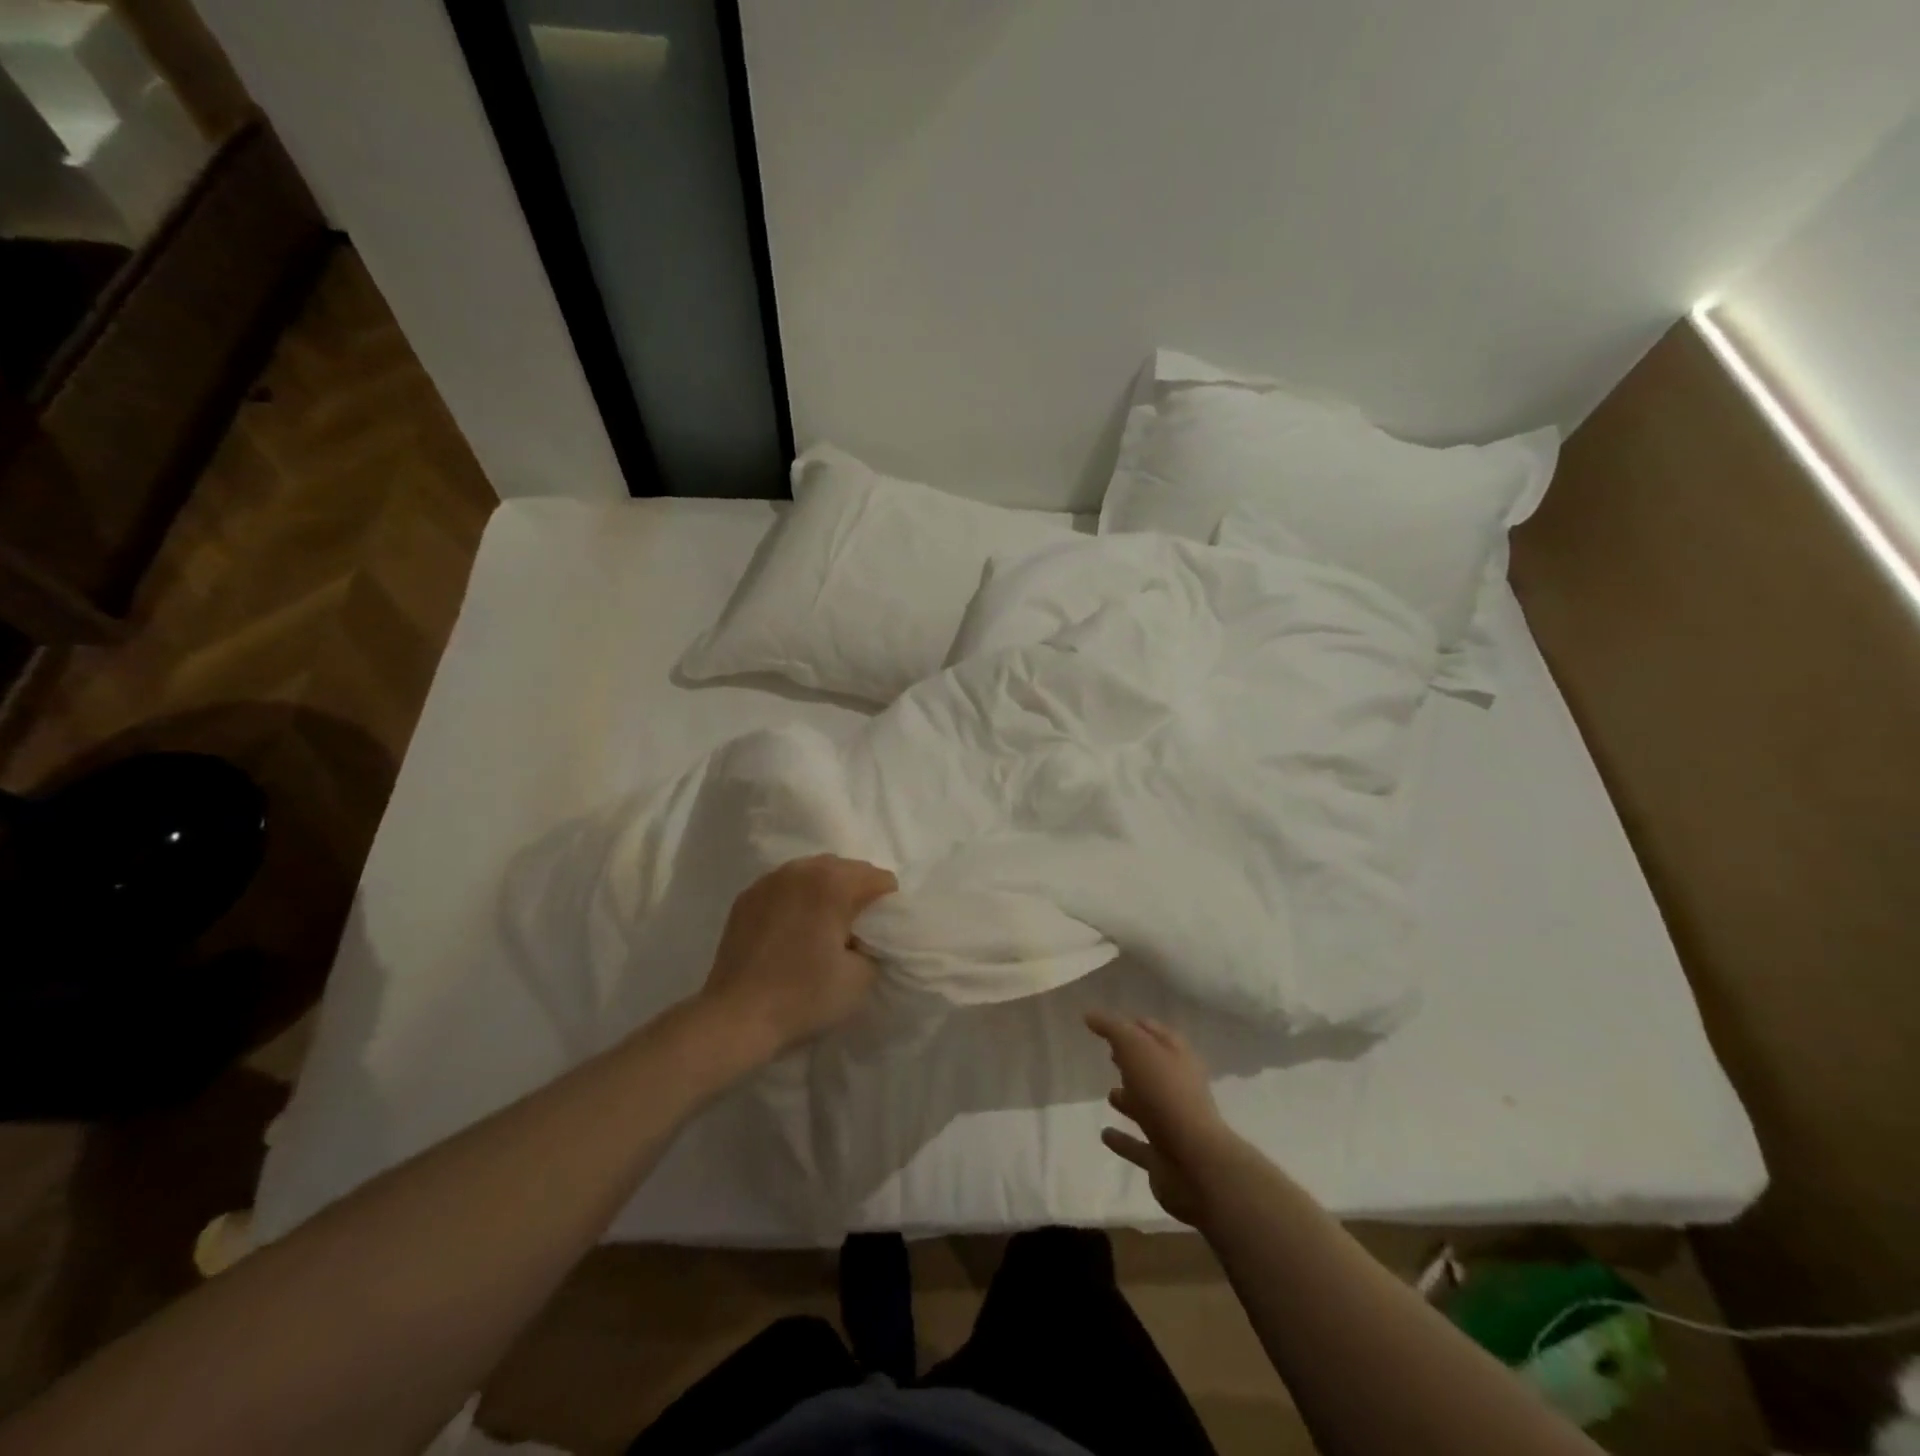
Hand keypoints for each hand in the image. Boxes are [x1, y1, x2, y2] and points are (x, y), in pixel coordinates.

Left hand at [697, 855, 897, 1063]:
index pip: (879, 879)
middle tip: (855, 931)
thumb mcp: (860, 978)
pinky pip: (785, 887)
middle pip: (846, 869)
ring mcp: (769, 881)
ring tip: (822, 928)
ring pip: (813, 873)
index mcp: (833, 883)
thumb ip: (875, 946)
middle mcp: (801, 870)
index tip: (878, 934)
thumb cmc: (803, 997)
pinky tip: (792, 930)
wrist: (735, 1018)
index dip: (887, 906)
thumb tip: (865, 937)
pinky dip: (796, 900)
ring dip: (825, 893)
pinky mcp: (747, 897)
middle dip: (857, 893)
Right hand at [1089, 1011, 1241, 1226]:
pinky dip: (1123, 1140)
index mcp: (1177, 1057)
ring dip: (1129, 1100)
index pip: (1154, 1032)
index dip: (1134, 1025)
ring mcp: (1172, 1124)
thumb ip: (1112, 1028)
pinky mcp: (1162, 1156)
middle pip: (1152, 1068)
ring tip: (1108, 1094)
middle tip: (1109, 1054)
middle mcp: (1178, 1088)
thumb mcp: (1135, 1048)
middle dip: (1132, 1060)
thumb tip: (1090, 1014)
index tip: (1109, 1023)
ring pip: (1147, 1106)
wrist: (1195, 1163)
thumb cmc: (1165, 1095)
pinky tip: (1104, 1135)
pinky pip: (1138, 1144)